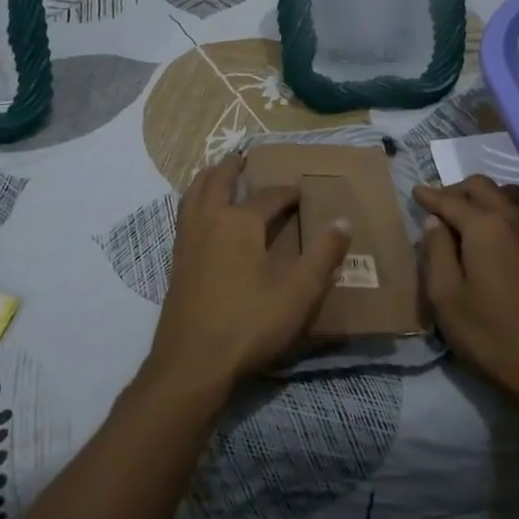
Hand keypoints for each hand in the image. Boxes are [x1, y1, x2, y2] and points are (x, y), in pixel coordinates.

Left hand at [145, 154, 351, 395]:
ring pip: (193, 193)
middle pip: (218, 181)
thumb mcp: (298, 293)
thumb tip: (342, 221)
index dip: (287, 192)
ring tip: (215, 173)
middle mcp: (210, 220)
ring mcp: (187, 239)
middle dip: (232, 168)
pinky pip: (184, 214)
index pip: (268, 197)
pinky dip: (193, 200)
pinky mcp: (176, 260)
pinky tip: (199, 215)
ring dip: (207, 178)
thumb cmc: (249, 323)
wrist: (192, 361)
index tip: (301, 193)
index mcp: (241, 222)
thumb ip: (323, 256)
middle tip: (242, 157)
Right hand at [413, 175, 518, 411]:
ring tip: (464, 220)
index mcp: (486, 226)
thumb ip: (436, 251)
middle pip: (482, 187)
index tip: (414, 192)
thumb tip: (435, 222)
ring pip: (507, 196)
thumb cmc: (490, 336)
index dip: (429, 196)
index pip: (450, 200)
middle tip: (437, 208)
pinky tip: (492, 237)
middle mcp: (514, 220)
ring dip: (483, 198)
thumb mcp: (446, 297)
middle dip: (456, 191)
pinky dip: (502, 212)